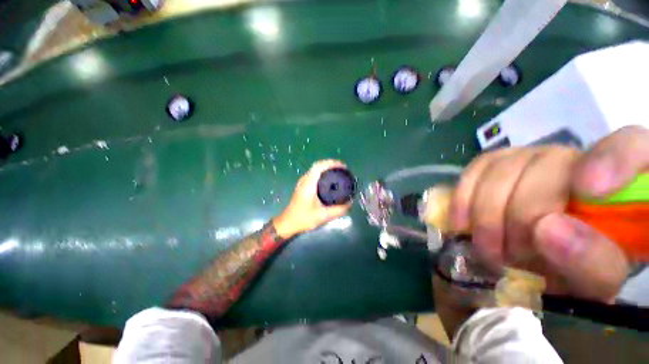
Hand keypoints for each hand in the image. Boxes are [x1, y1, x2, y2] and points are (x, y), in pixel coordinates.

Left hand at [273, 159, 352, 238]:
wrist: (288, 223)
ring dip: (326, 168)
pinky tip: (329, 180)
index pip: (319, 166)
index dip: (331, 163)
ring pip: (315, 169)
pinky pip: (314, 174)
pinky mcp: (302, 186)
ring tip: (338, 173)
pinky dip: (322, 173)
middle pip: (318, 165)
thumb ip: (338, 210)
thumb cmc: (304, 218)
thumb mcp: (323, 216)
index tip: (343, 167)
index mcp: (309, 184)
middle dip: (331, 164)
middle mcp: (305, 180)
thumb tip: (350, 203)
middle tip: (343, 170)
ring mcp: (302, 182)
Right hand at [450, 126, 648, 301]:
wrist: (543, 256)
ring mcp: (533, 157)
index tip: (587, 191)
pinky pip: (476, 168)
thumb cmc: (579, 268)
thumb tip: (548, 230)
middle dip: (520, 214)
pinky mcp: (499, 164)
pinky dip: (464, 197)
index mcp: (623, 183)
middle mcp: (578, 157)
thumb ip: (591, 262)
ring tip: (487, 246)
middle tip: (509, 255)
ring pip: (503, 166)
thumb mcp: (595, 279)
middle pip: (547, 163)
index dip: (611, 159)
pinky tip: (462, 222)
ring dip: (487, 212)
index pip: (632, 145)